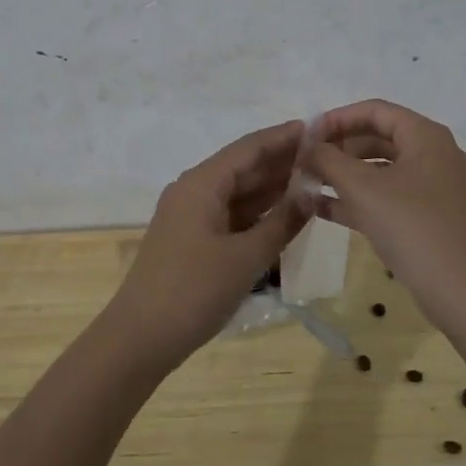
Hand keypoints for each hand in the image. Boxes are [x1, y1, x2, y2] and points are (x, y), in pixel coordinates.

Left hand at [107, 120, 310, 365]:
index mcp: (202, 184)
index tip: (317, 128)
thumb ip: (281, 222)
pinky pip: (230, 214)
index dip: (283, 137)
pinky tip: (285, 214)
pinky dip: (257, 212)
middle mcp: (194, 191)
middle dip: (282, 161)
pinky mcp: (192, 239)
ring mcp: (190, 216)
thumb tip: (310, 192)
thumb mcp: (246, 257)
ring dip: (272, 187)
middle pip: (243, 167)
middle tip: (324, 157)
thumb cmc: (194, 291)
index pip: (249, 148)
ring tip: (313, 181)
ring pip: (238, 192)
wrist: (141, 338)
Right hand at [302, 100, 465, 323]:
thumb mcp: (362, 188)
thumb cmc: (411, 226)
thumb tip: (308, 147)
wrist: (459, 289)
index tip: (307, 134)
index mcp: (425, 136)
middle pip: (378, 138)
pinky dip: (358, 198)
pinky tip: (323, 209)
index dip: (338, 118)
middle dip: (339, 148)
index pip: (375, 111)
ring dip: (344, 174)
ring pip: (380, 170)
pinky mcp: (427, 216)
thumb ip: (329, 160)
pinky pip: (387, 196)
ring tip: (308, 183)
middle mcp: (433, 154)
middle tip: (305, 162)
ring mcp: (432, 187)